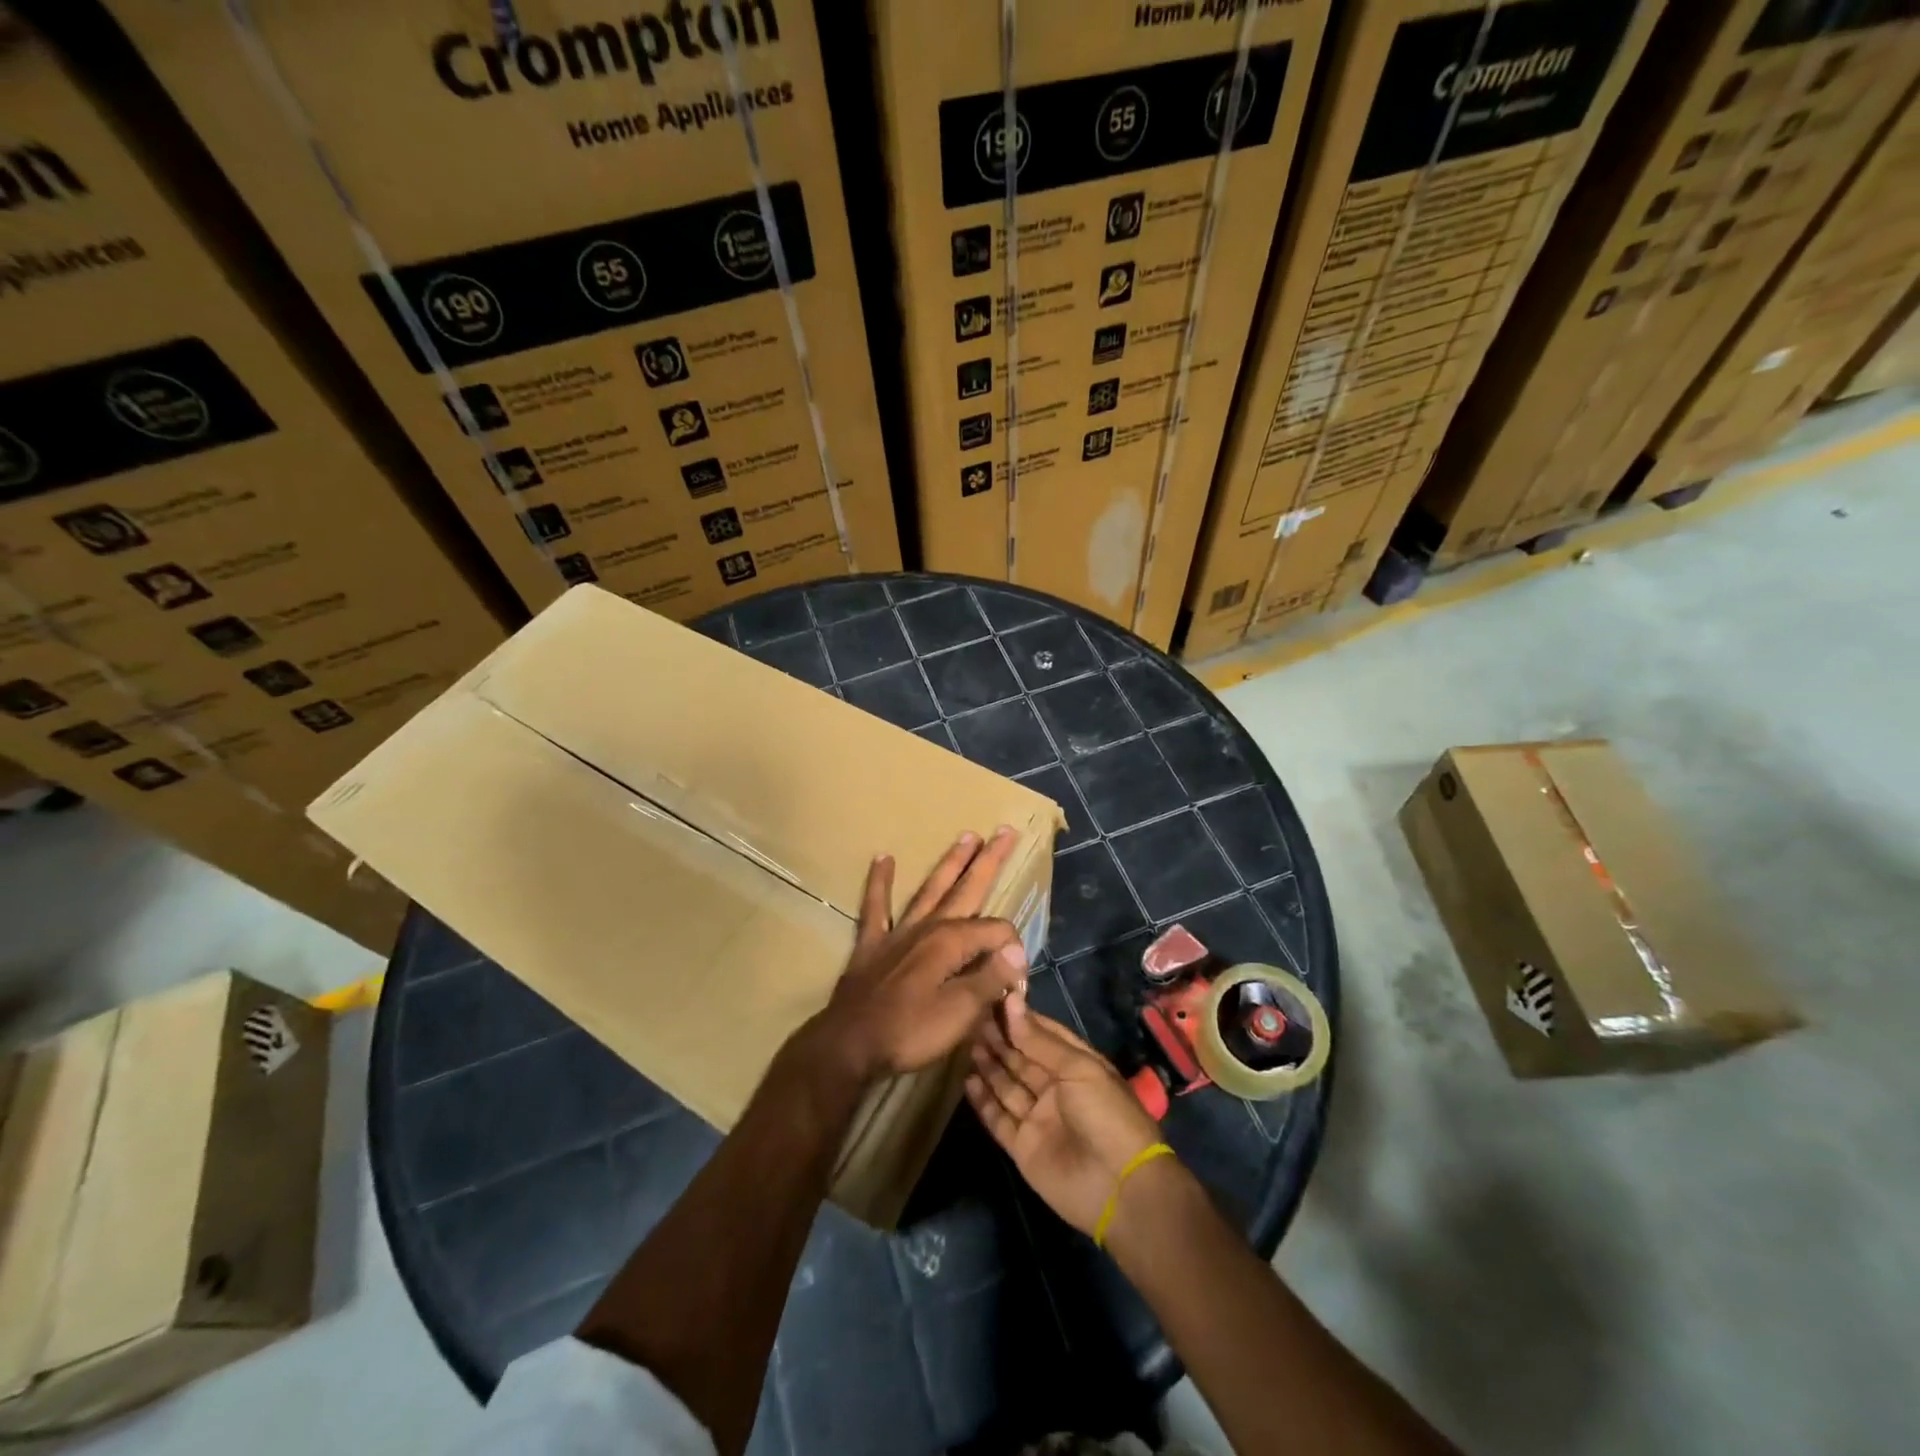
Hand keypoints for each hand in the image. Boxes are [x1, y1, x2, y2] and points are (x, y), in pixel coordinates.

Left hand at [810, 828, 1027, 1082]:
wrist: (849, 1045)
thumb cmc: (909, 1032)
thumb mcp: (960, 1014)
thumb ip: (991, 980)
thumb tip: (1018, 953)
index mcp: (952, 942)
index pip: (997, 932)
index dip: (1013, 954)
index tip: (1016, 986)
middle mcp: (928, 927)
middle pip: (967, 888)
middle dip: (989, 860)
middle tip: (1006, 831)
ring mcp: (898, 932)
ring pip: (931, 889)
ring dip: (950, 863)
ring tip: (966, 836)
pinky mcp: (872, 944)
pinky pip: (876, 907)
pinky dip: (880, 882)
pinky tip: (883, 858)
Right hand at [965, 1010, 1162, 1235]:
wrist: (1119, 1187)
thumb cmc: (1105, 1114)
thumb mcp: (1078, 1068)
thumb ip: (1039, 1040)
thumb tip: (1011, 1000)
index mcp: (1077, 1065)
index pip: (1043, 1035)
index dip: (1020, 1018)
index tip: (993, 998)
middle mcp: (1056, 1088)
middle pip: (1022, 1058)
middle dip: (1001, 1039)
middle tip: (973, 1017)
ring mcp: (1038, 1118)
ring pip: (1007, 1085)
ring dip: (990, 1065)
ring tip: (967, 1042)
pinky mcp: (1023, 1146)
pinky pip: (999, 1119)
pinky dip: (983, 1101)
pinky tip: (968, 1080)